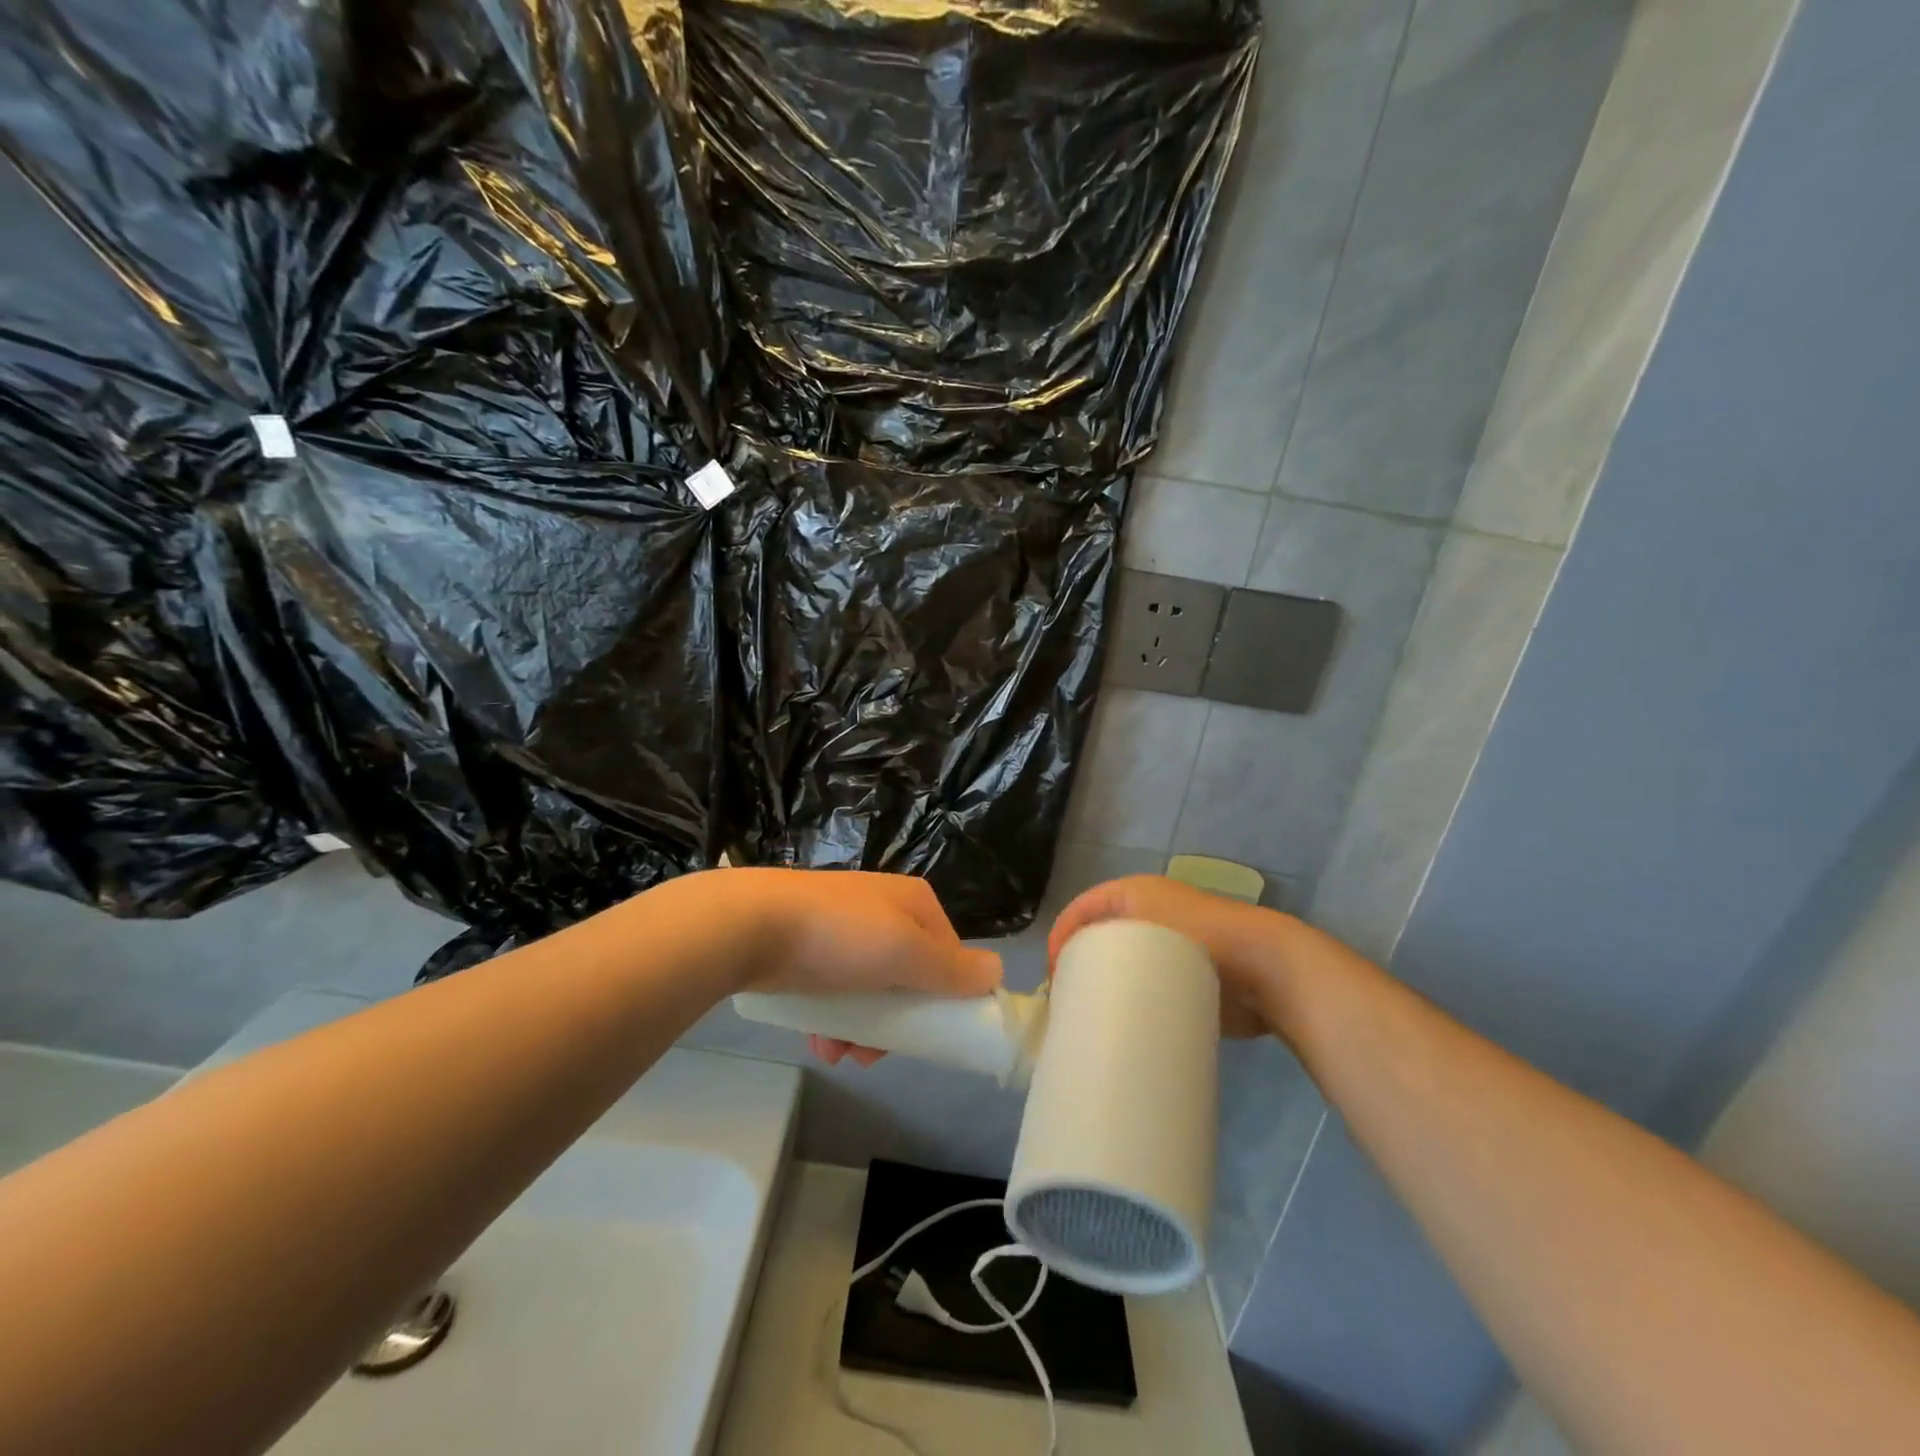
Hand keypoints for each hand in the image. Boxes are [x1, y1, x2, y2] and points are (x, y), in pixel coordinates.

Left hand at [707, 869, 1002, 1065]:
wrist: (748, 923)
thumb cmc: (839, 938)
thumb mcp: (906, 954)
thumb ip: (953, 968)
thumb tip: (999, 972)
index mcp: (913, 902)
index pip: (948, 954)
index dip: (942, 997)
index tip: (926, 1036)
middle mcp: (881, 907)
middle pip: (906, 976)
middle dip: (893, 1022)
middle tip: (872, 1053)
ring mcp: (840, 923)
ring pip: (868, 986)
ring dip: (859, 1027)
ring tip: (837, 1052)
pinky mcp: (805, 942)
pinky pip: (832, 985)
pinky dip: (830, 1016)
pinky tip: (816, 1040)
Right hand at [1048, 874, 1301, 1037]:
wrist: (1268, 967)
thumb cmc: (1200, 941)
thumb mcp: (1144, 929)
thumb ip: (1101, 946)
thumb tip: (1069, 981)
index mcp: (1135, 892)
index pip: (1083, 908)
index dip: (1061, 936)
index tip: (1052, 976)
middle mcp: (1151, 912)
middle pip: (1101, 934)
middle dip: (1080, 961)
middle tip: (1067, 997)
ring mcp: (1172, 943)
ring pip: (1125, 960)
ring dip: (1106, 981)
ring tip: (1091, 1012)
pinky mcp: (1190, 972)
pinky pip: (1150, 981)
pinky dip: (1134, 996)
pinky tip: (1125, 1019)